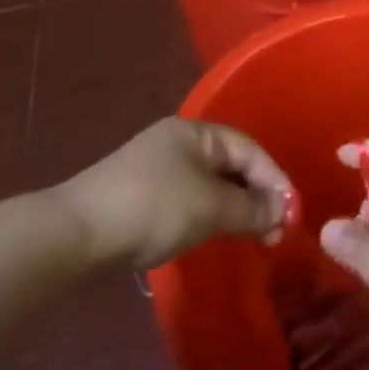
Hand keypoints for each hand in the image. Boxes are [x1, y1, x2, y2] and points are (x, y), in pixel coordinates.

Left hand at [58, 118, 292, 270]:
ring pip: (210, 184)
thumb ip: (251, 207)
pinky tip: (214, 236)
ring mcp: (156, 169)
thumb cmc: (152, 207)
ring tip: (252, 237)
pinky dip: (210, 215)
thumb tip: (282, 211)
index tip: (291, 214)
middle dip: (257, 195)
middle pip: (230, 164)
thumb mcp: (209, 206)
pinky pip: (190, 199)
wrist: (76, 234)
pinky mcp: (140, 197)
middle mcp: (177, 142)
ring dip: (235, 208)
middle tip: (274, 231)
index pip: (248, 148)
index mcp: (195, 132)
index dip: (274, 178)